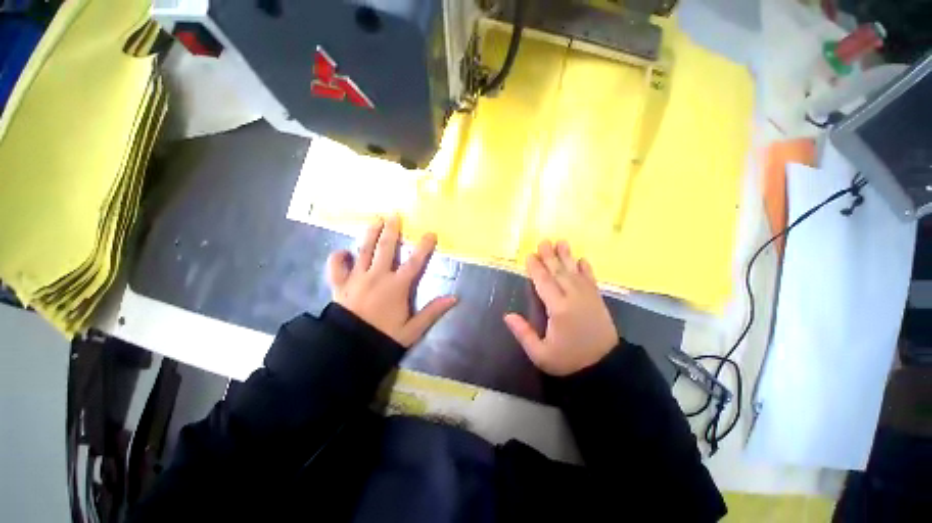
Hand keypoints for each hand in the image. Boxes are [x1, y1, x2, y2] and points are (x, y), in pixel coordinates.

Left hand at [327, 216, 457, 346]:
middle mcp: (377, 276)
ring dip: (369, 234)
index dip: (424, 247)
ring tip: (374, 220)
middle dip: (391, 230)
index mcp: (397, 286)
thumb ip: (433, 312)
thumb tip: (454, 298)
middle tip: (394, 215)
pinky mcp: (339, 285)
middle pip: (386, 248)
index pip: (415, 262)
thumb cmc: (384, 337)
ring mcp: (356, 278)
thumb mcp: (413, 329)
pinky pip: (336, 267)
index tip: (430, 234)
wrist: (350, 349)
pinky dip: (338, 257)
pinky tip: (343, 251)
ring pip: (363, 250)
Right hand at [504, 240, 618, 375]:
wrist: (604, 369)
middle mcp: (573, 298)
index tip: (529, 255)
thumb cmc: (568, 361)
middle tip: (544, 241)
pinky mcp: (598, 300)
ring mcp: (588, 297)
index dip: (536, 268)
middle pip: (559, 272)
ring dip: (567, 256)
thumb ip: (523, 333)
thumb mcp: (541, 354)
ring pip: (575, 272)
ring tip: (562, 242)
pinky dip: (586, 268)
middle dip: (550, 256)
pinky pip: (591, 279)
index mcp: (558, 309)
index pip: (544, 283)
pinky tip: (582, 259)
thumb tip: (507, 315)